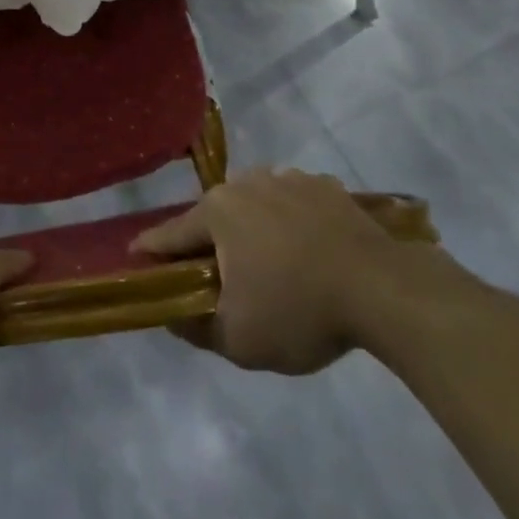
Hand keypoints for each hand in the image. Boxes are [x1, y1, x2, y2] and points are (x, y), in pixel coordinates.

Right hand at [132, 168, 460, 374]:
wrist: (382, 289)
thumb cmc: (299, 311)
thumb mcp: (238, 340)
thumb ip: (195, 327)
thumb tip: (170, 315)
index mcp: (218, 211)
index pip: (172, 234)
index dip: (153, 249)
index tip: (135, 254)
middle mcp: (246, 183)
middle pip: (216, 216)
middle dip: (211, 242)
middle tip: (218, 274)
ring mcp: (288, 178)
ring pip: (257, 206)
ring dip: (254, 230)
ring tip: (271, 265)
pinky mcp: (325, 186)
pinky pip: (295, 205)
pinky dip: (293, 223)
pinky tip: (309, 251)